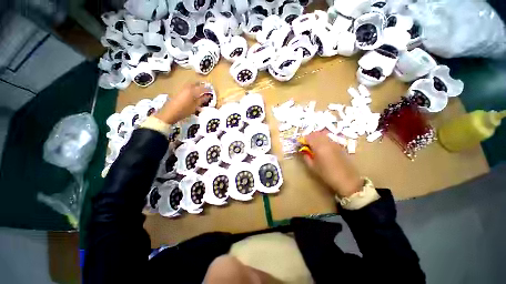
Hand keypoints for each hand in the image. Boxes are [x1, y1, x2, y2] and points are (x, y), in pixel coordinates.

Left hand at [154, 82, 212, 123]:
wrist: (169, 113)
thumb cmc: (184, 110)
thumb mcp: (195, 106)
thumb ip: (202, 100)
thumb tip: (208, 96)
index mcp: (192, 91)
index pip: (202, 88)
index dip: (208, 89)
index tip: (212, 91)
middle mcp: (187, 87)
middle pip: (196, 83)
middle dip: (201, 85)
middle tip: (206, 89)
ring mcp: (182, 89)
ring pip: (191, 85)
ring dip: (196, 86)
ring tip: (200, 91)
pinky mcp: (179, 91)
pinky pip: (187, 87)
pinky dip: (192, 88)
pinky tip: (193, 93)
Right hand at [301, 130, 361, 197]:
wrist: (346, 179)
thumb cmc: (327, 174)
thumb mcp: (313, 167)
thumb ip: (306, 157)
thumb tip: (303, 151)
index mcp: (319, 147)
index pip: (308, 137)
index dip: (303, 139)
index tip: (300, 144)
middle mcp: (327, 142)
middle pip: (316, 133)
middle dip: (309, 137)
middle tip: (306, 144)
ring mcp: (334, 142)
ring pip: (323, 134)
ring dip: (316, 137)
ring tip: (314, 144)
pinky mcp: (339, 145)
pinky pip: (329, 138)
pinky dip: (323, 139)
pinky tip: (322, 146)